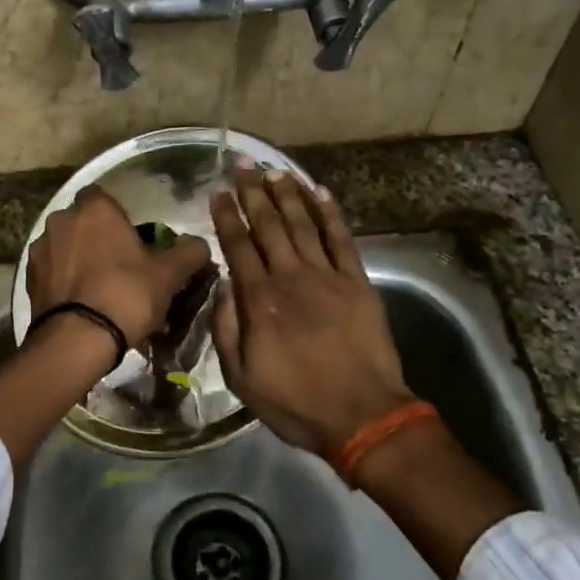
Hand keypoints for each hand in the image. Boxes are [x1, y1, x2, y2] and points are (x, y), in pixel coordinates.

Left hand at [26, 186, 212, 348]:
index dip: (118, 216)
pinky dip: (64, 280)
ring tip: (98, 288)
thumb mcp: (169, 274)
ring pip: (65, 246)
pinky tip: (80, 303)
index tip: (133, 239)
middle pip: (83, 221)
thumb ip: (189, 252)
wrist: (77, 340)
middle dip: (97, 236)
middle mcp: (61, 219)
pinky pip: (52, 271)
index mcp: (95, 208)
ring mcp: (40, 249)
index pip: (104, 196)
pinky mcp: (28, 278)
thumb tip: (199, 244)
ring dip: (78, 258)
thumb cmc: (127, 295)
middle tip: (119, 264)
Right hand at [210, 167, 413, 459]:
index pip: (239, 247)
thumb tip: (222, 285)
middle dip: (253, 193)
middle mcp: (291, 278)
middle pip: (269, 227)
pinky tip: (320, 193)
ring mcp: (327, 277)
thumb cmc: (296, 402)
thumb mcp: (242, 378)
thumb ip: (227, 328)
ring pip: (303, 225)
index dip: (227, 216)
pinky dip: (331, 214)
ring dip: (288, 195)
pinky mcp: (358, 282)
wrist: (362, 415)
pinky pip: (342, 240)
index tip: (217, 192)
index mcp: (260, 301)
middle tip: (242, 164)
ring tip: (274, 171)